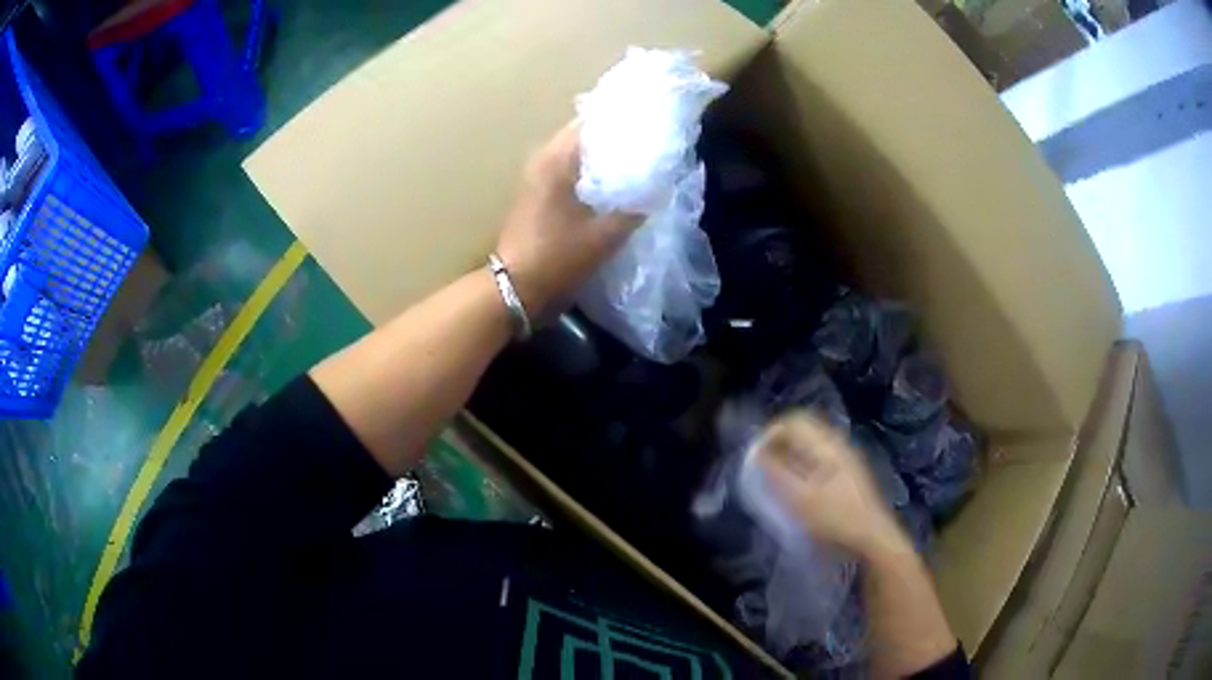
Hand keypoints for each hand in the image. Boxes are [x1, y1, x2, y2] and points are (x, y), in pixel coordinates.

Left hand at [496, 121, 641, 316]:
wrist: (517, 289)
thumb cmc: (558, 257)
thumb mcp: (605, 235)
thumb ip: (635, 208)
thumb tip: (658, 187)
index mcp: (557, 159)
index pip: (591, 123)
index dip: (621, 122)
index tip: (647, 125)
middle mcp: (542, 160)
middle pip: (584, 137)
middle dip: (614, 140)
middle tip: (647, 144)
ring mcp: (536, 178)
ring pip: (576, 156)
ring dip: (602, 159)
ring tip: (635, 163)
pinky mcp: (536, 196)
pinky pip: (568, 173)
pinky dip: (589, 174)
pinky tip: (612, 186)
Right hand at [756, 411, 910, 559]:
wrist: (873, 537)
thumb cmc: (836, 518)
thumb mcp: (800, 499)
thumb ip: (776, 473)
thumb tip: (757, 453)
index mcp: (827, 445)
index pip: (793, 420)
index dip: (770, 433)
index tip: (755, 456)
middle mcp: (838, 443)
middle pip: (803, 428)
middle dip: (779, 442)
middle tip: (763, 464)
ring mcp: (846, 457)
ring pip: (810, 443)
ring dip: (790, 453)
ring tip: (776, 476)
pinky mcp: (848, 472)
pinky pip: (818, 456)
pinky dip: (801, 463)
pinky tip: (797, 486)